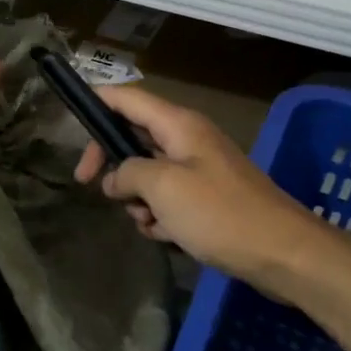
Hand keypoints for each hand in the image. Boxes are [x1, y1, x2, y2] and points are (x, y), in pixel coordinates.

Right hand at [73, 85, 326, 294]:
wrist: (282, 252)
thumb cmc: (219, 213)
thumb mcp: (163, 188)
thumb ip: (129, 173)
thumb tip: (116, 177)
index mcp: (178, 125)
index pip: (127, 97)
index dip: (96, 102)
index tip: (69, 122)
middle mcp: (188, 139)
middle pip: (134, 136)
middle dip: (113, 163)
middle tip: (91, 186)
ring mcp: (199, 169)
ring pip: (148, 173)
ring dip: (137, 197)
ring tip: (147, 221)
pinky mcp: (208, 198)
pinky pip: (169, 198)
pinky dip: (160, 215)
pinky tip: (166, 234)